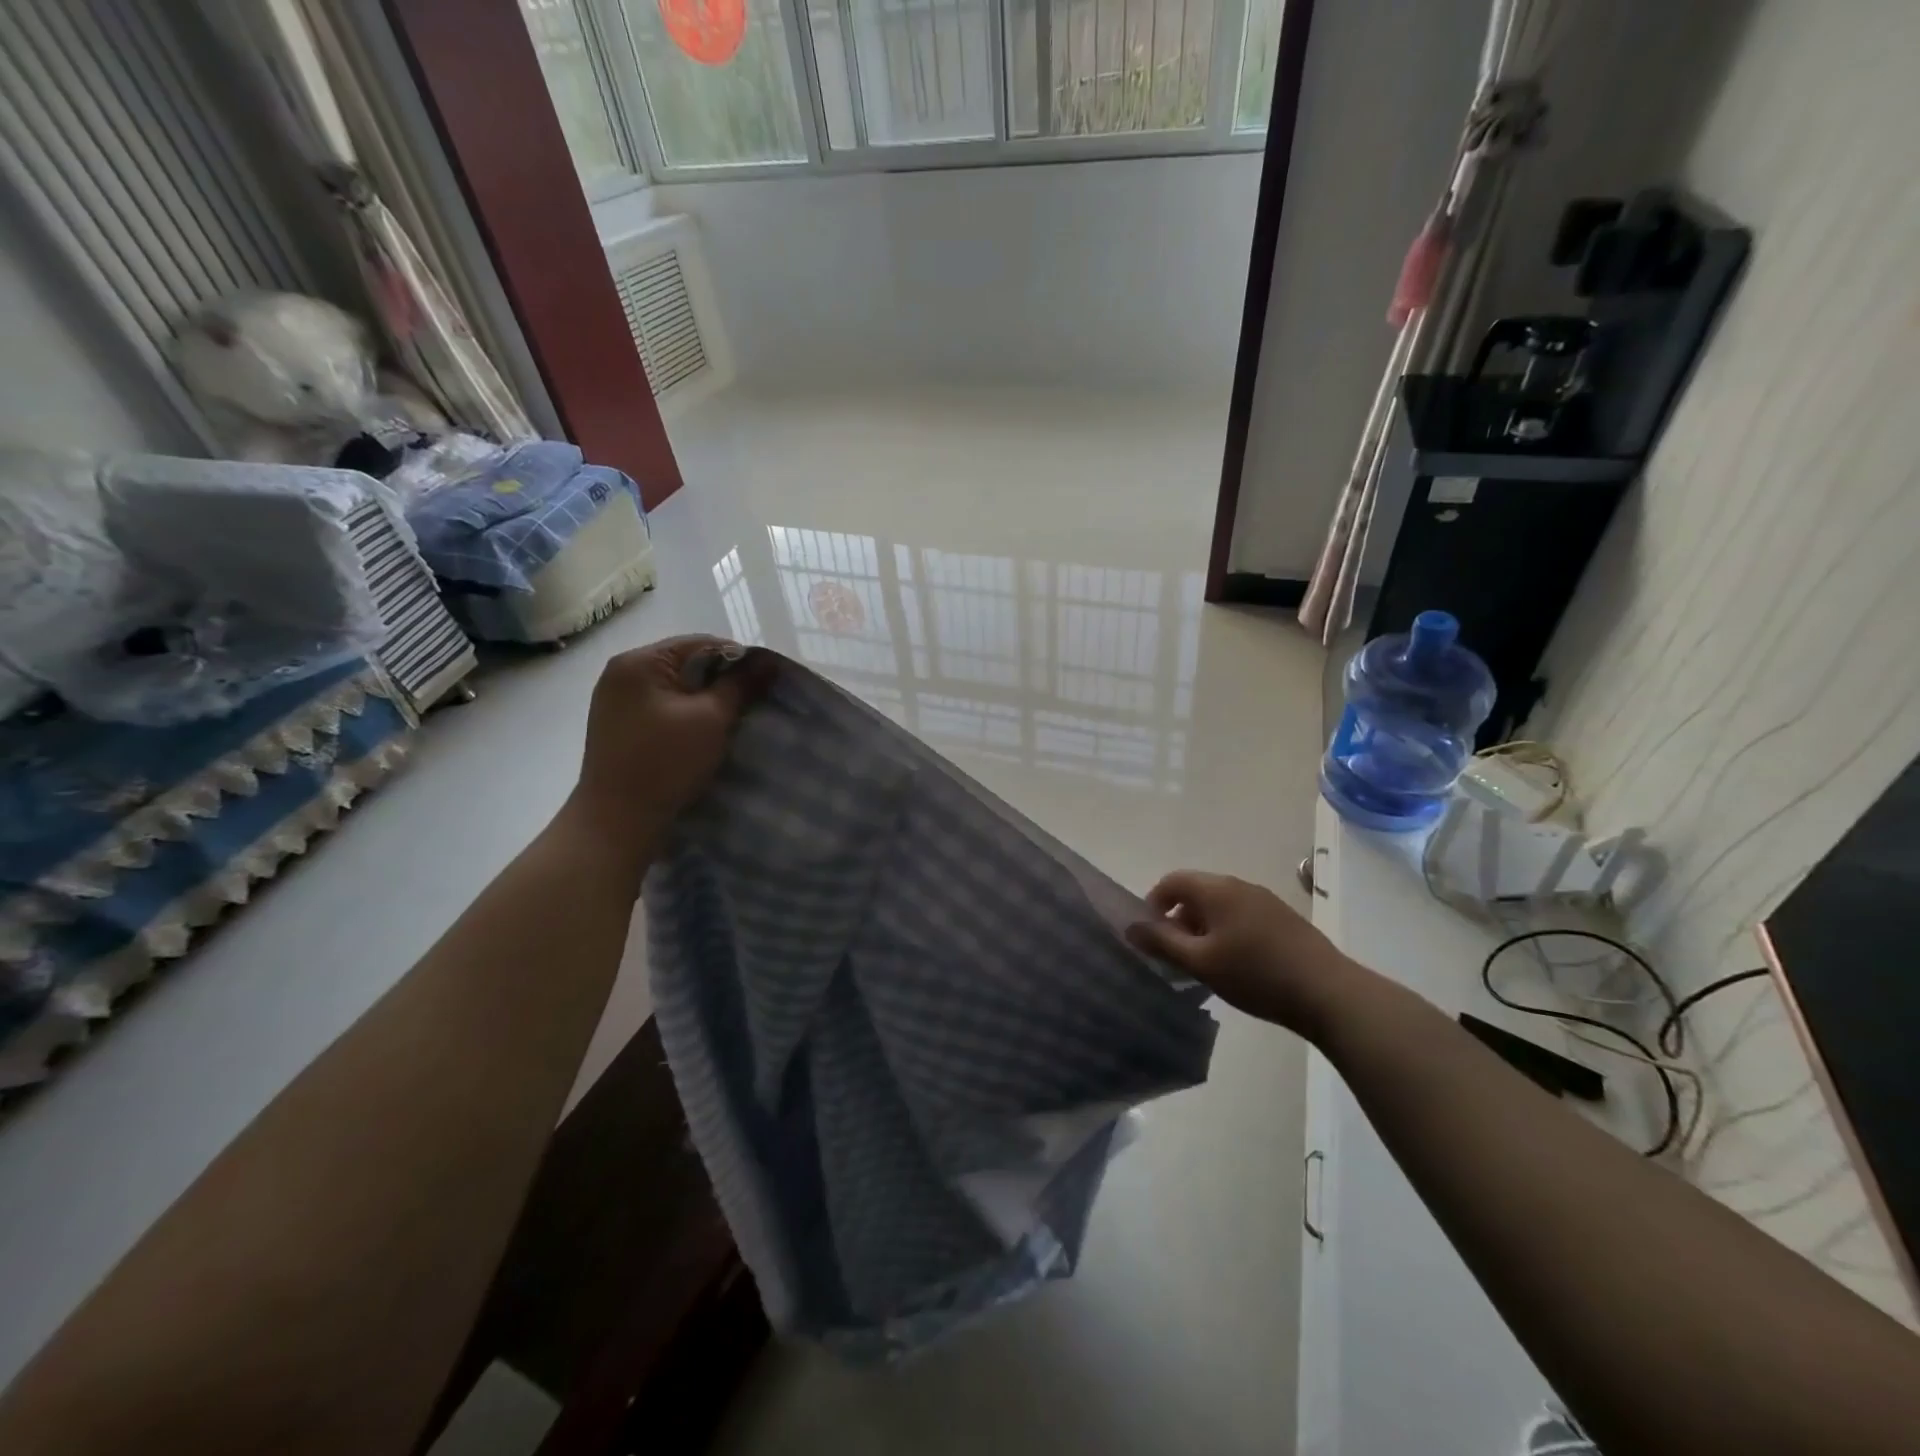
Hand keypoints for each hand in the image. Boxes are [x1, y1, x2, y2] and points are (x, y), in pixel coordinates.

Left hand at [560, 636, 772, 870]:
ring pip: (675, 688)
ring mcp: (616, 701)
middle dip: (722, 681)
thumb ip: (740, 685)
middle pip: (686, 663)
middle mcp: (621, 673)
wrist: (617, 821)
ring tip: (731, 721)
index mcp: (639, 661)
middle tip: (753, 703)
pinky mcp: (618, 726)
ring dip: (705, 700)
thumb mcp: (711, 719)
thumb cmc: (665, 763)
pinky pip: (662, 708)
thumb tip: (769, 662)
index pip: (701, 643)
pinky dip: (686, 715)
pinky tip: (703, 735)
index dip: (739, 659)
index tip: (765, 684)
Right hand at [1126, 870, 1357, 1035]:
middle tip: (1176, 955)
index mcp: (1216, 889)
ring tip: (1205, 963)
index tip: (1151, 936)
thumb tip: (1131, 926)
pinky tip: (1236, 964)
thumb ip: (1162, 942)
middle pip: (1196, 891)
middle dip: (1178, 918)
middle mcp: (1239, 885)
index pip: (1172, 881)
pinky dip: (1227, 931)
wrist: (1328, 992)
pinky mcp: (1283, 918)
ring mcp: (1265, 900)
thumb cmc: (1255, 974)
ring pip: (1220, 905)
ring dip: (1203, 927)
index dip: (1153, 904)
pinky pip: (1241, 915)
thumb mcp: (1200, 962)